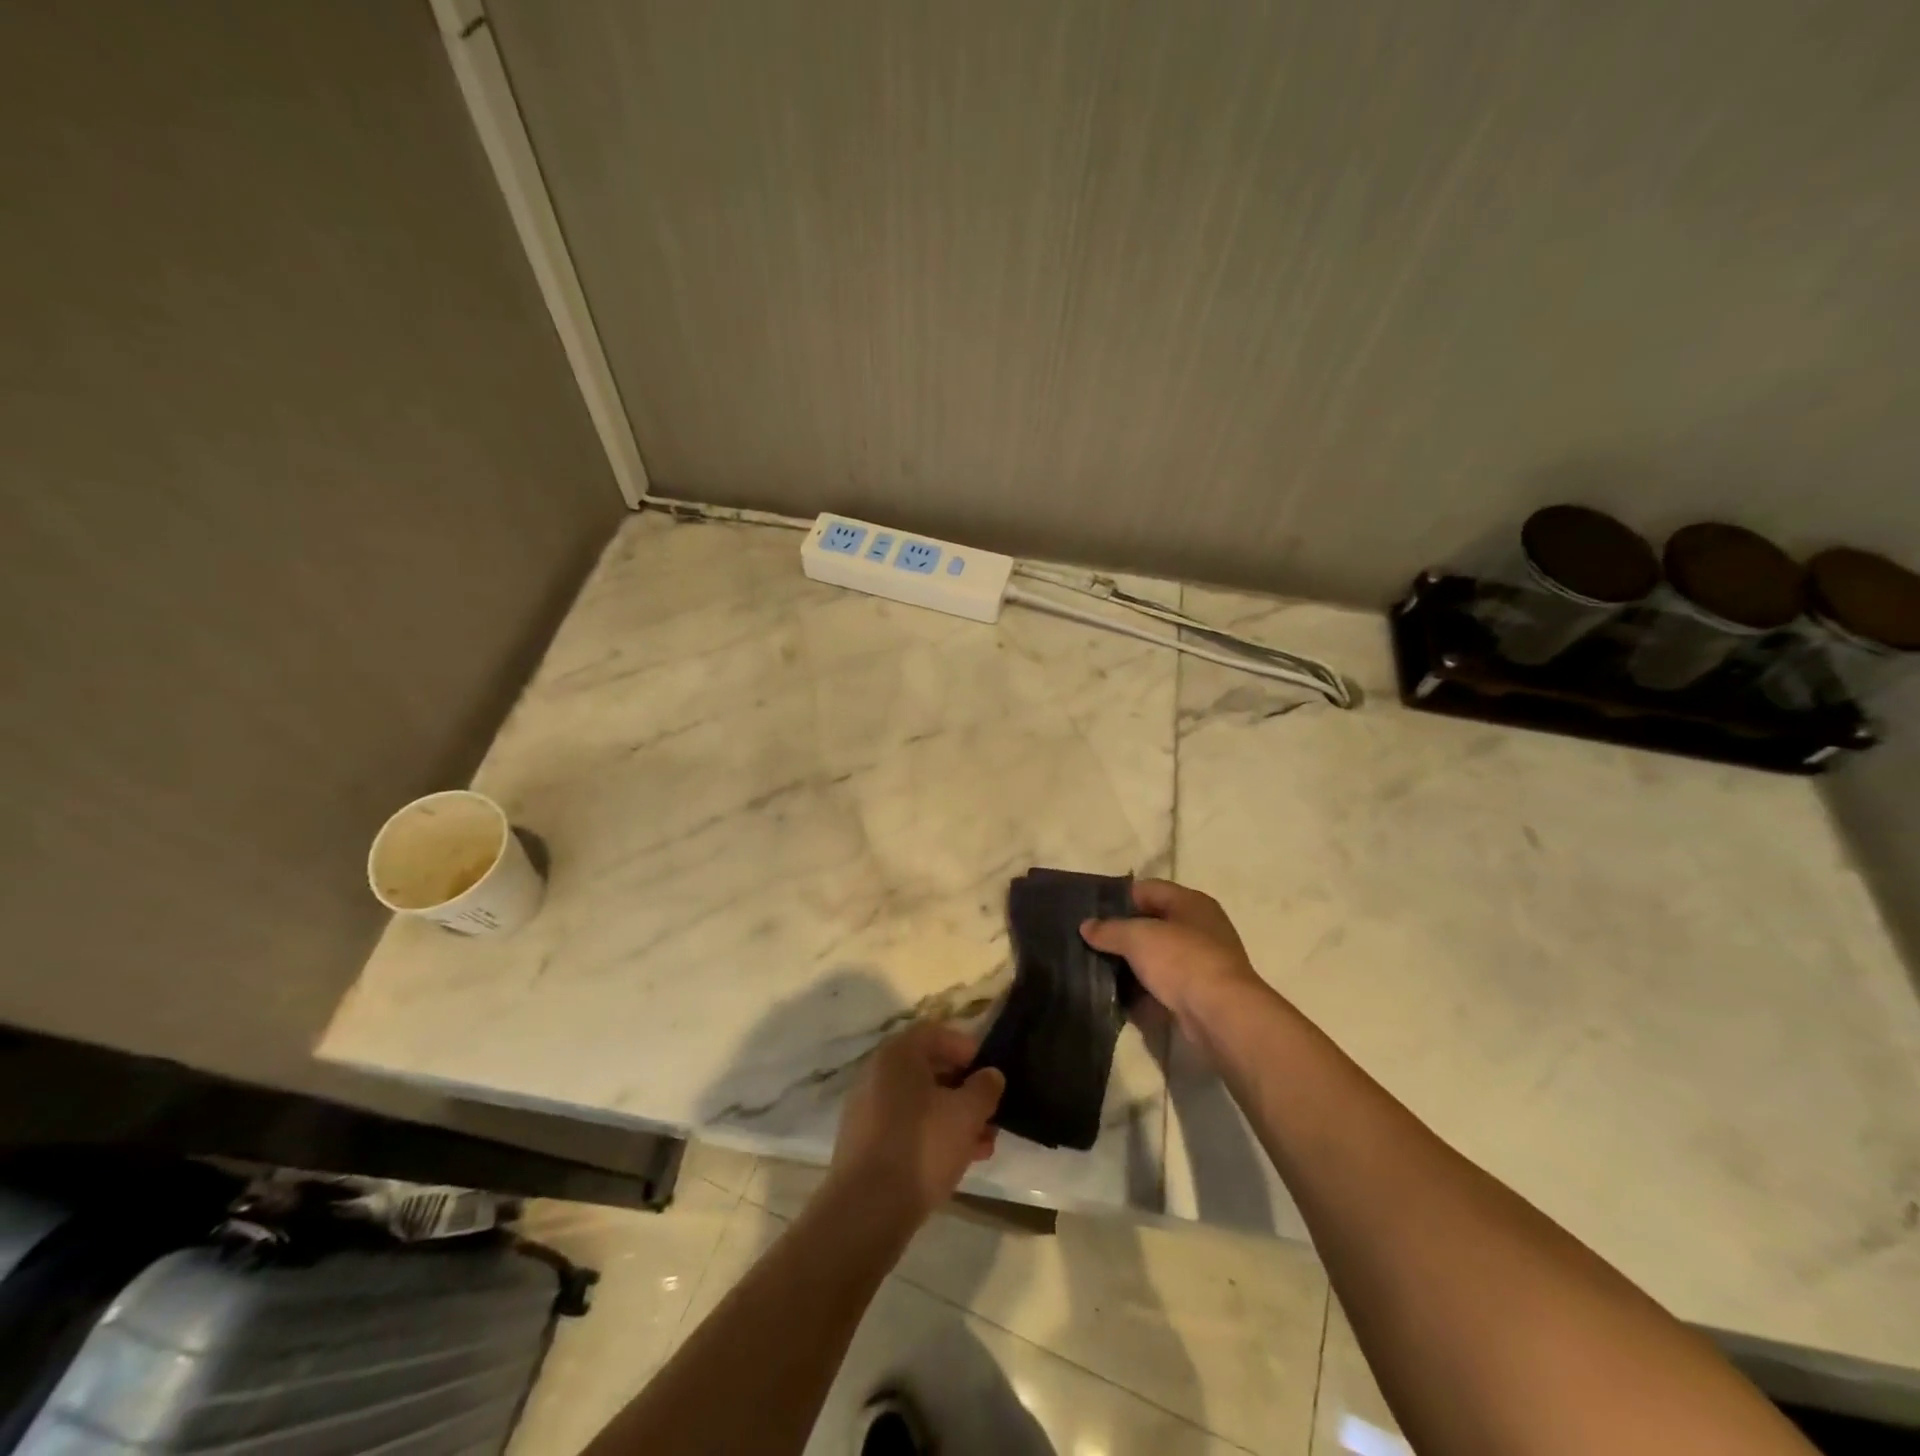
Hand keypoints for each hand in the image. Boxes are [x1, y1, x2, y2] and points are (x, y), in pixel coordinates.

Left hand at [828, 1021, 1004, 1225]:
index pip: (938, 1033)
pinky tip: (957, 1159)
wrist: (867, 1209)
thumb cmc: (922, 1147)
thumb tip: (990, 1075)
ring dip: (953, 1116)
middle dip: (965, 1090)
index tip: (991, 1075)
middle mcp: (877, 1071)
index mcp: (898, 1053)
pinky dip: (931, 1132)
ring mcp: (867, 1106)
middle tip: (991, 1114)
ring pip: (920, 1101)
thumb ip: (984, 1088)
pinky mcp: (864, 1139)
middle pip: (929, 1068)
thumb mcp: (966, 1114)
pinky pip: (905, 1123)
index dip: (968, 1049)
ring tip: (983, 1145)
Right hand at [1081, 878, 1268, 1036]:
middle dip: (1123, 933)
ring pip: (1158, 955)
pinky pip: (1165, 983)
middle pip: (1152, 922)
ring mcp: (1202, 960)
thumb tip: (1086, 926)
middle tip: (1091, 942)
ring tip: (1099, 969)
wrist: (1222, 1015)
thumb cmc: (1181, 961)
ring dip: (1132, 963)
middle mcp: (1200, 926)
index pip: (1147, 889)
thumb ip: (1109, 929)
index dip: (1117, 898)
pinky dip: (1145, 989)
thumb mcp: (1137, 938)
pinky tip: (1120, 996)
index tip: (1090, 912)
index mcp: (1190, 902)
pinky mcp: (1200, 992)